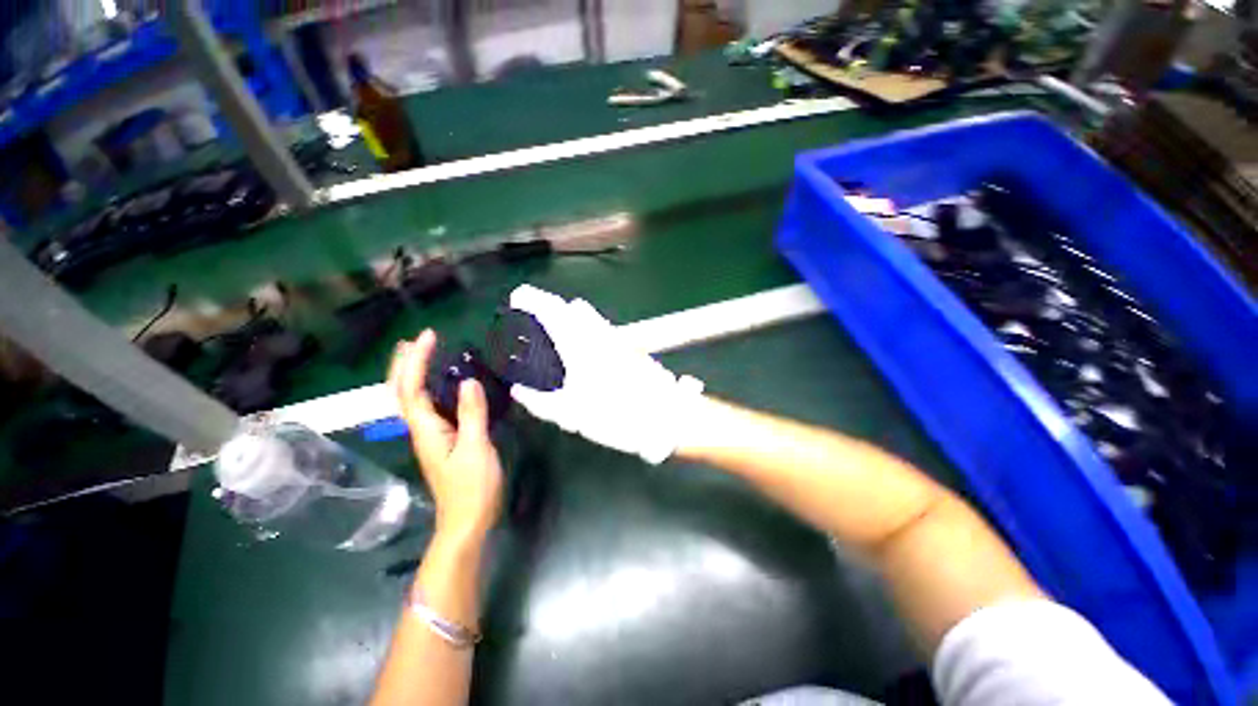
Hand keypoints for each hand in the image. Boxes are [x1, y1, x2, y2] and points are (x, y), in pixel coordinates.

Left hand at [389, 330, 503, 543]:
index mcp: (426, 430)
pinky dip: (431, 388)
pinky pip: (430, 407)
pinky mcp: (442, 441)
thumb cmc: (472, 488)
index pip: (412, 388)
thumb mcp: (476, 448)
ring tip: (423, 353)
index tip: (429, 336)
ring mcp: (431, 436)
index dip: (416, 360)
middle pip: (402, 392)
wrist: (466, 522)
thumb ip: (472, 414)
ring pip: (413, 399)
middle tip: (417, 339)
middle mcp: (421, 430)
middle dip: (405, 363)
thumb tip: (469, 380)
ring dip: (414, 373)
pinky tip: (443, 384)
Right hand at [507, 285, 704, 463]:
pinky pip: (601, 329)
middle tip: (536, 321)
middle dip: (550, 308)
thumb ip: (541, 402)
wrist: (665, 415)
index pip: (552, 311)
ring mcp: (617, 339)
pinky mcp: (629, 346)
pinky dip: (586, 330)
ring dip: (569, 319)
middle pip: (570, 309)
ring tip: (557, 336)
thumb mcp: (572, 415)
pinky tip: (585, 349)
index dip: (532, 300)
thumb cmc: (617, 415)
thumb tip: (520, 391)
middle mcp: (598, 335)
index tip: (518, 297)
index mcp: (580, 346)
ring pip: (588, 317)